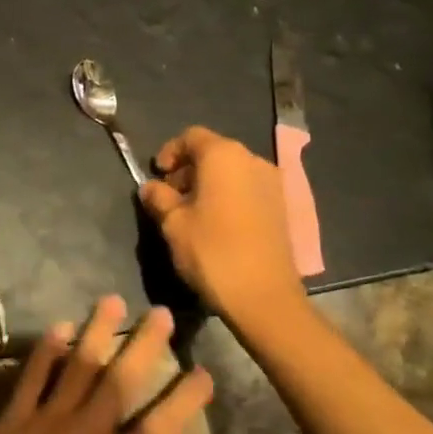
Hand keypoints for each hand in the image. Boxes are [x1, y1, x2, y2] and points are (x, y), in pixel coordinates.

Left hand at [0, 297, 212, 433]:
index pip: (163, 424)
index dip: (186, 397)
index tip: (203, 371)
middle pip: (122, 379)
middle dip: (145, 344)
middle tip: (160, 313)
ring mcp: (48, 422)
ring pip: (79, 366)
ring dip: (98, 331)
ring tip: (112, 300)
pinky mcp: (14, 420)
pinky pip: (33, 376)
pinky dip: (47, 350)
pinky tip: (60, 327)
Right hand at [139, 126, 306, 327]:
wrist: (265, 297)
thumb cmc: (213, 252)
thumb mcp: (173, 224)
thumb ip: (158, 198)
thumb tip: (150, 187)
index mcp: (223, 155)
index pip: (191, 136)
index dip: (169, 152)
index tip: (157, 176)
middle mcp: (252, 160)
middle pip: (213, 151)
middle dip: (188, 169)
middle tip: (171, 197)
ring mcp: (272, 183)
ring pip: (232, 171)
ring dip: (209, 183)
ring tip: (192, 213)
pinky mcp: (282, 207)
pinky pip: (248, 188)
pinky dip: (229, 196)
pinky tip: (217, 224)